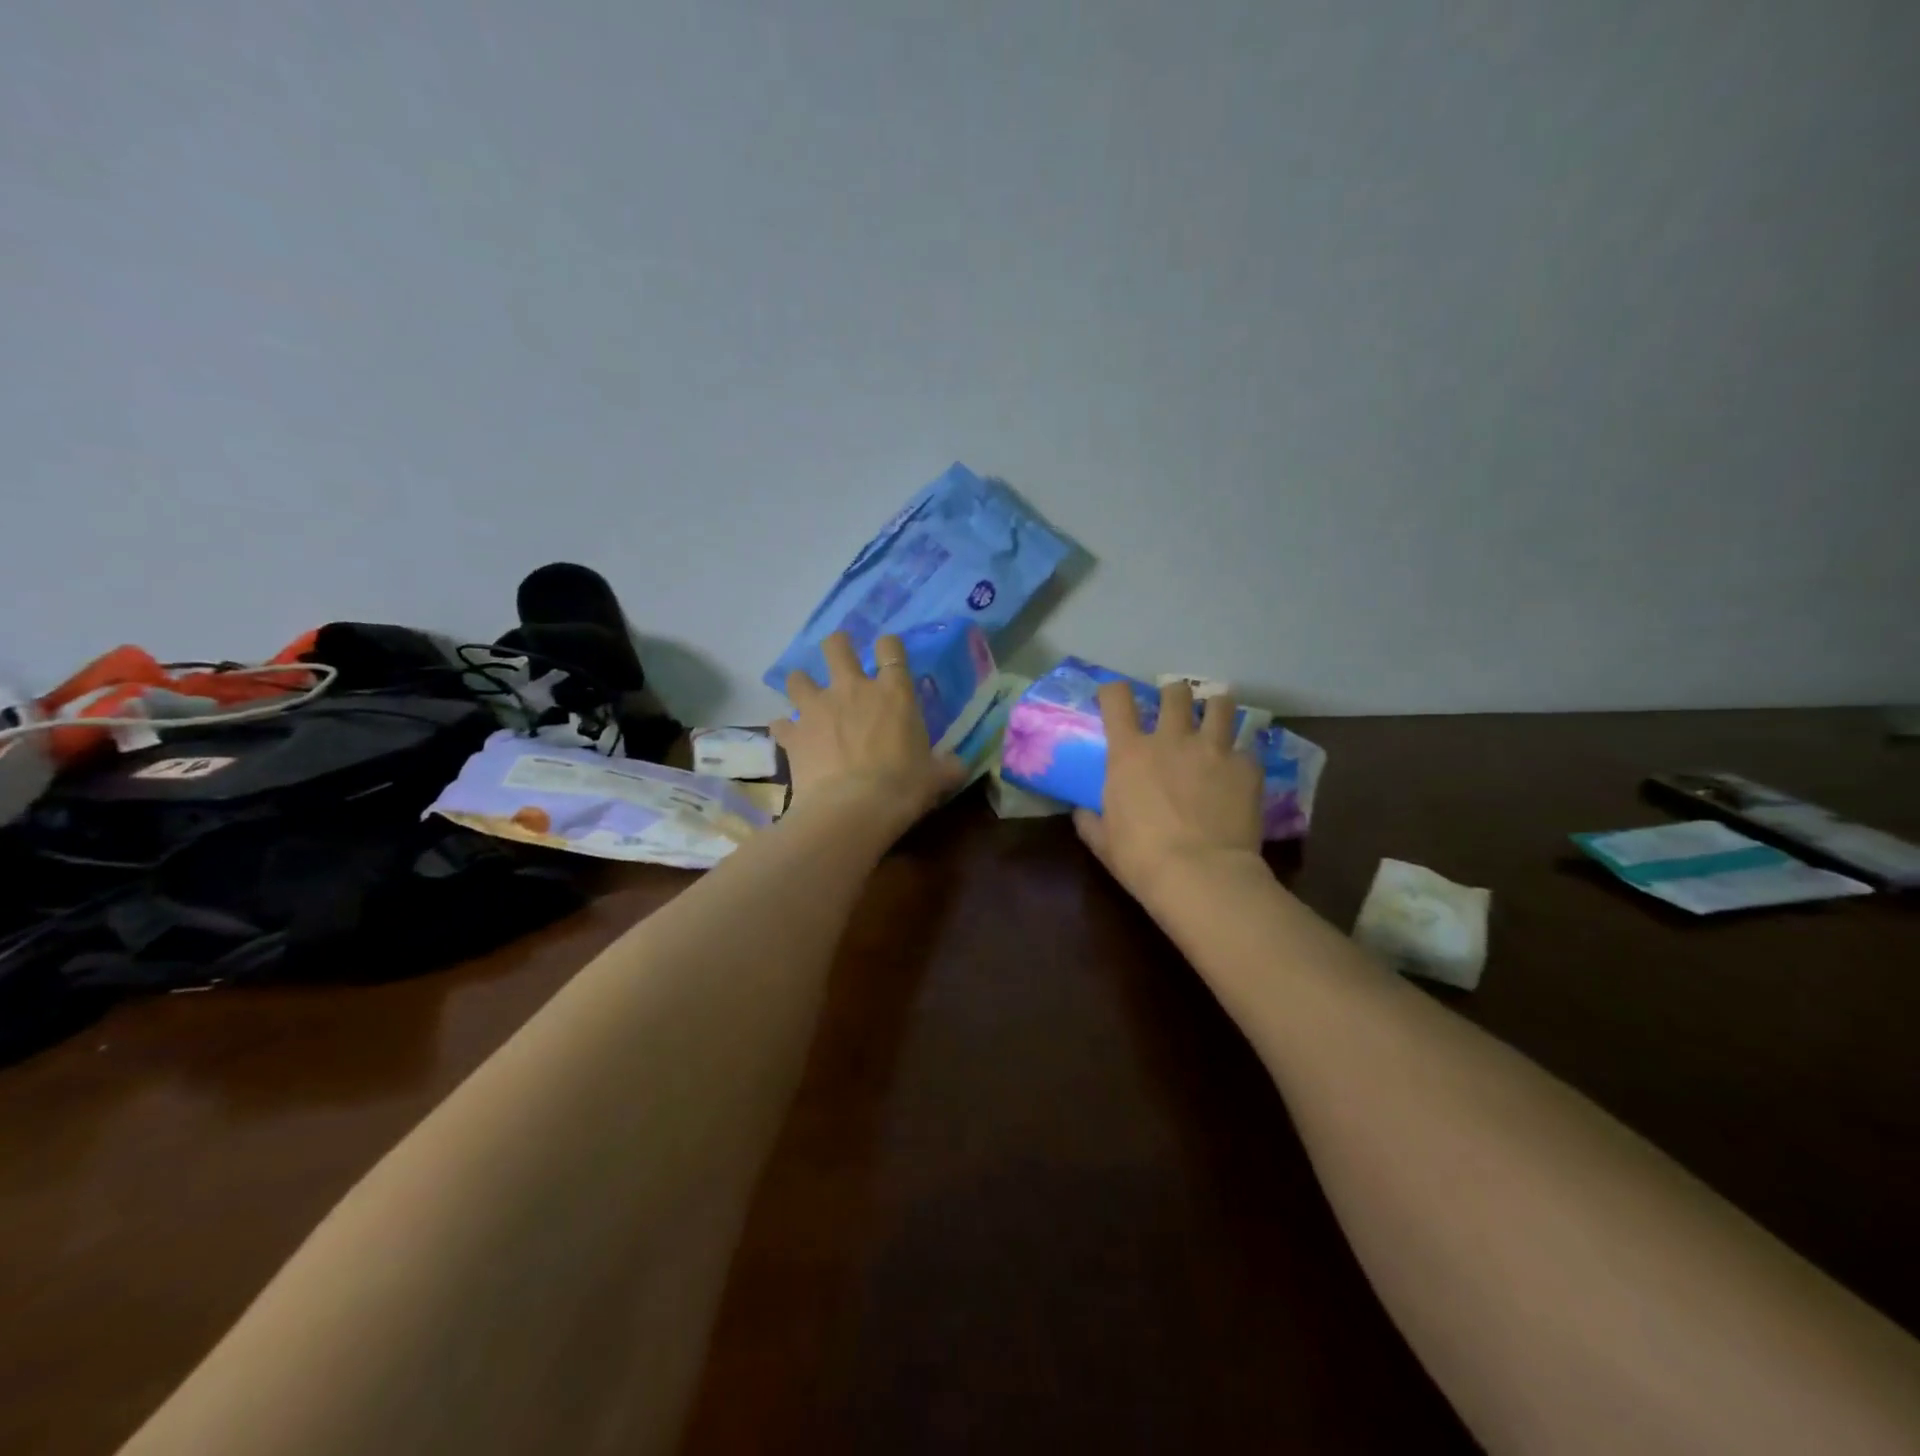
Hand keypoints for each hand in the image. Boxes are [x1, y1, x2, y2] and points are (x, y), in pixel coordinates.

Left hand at [773, 631, 964, 835]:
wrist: (855, 809)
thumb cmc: (904, 787)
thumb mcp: (937, 777)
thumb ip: (947, 766)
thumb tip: (958, 767)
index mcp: (893, 693)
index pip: (891, 649)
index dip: (889, 645)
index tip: (888, 650)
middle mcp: (852, 689)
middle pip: (836, 646)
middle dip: (837, 646)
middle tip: (839, 657)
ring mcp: (818, 709)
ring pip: (797, 678)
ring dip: (802, 685)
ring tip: (807, 698)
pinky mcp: (794, 735)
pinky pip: (781, 724)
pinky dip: (785, 730)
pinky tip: (791, 739)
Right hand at [1075, 680, 1265, 908]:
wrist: (1201, 876)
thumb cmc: (1141, 859)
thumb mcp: (1103, 842)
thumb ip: (1090, 820)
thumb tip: (1082, 812)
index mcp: (1130, 753)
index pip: (1117, 698)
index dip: (1115, 692)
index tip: (1116, 699)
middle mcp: (1172, 739)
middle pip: (1176, 692)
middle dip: (1174, 696)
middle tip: (1176, 712)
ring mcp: (1213, 749)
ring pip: (1221, 705)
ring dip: (1215, 710)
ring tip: (1215, 723)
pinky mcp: (1247, 767)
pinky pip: (1246, 749)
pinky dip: (1241, 757)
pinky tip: (1239, 773)